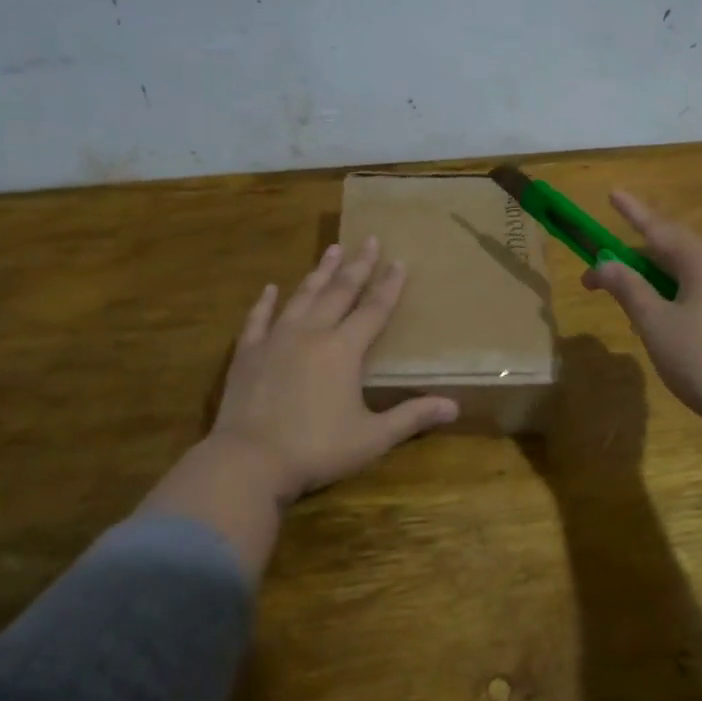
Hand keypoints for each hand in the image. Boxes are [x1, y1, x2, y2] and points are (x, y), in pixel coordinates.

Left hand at [209, 237, 458, 504]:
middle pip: (339, 292)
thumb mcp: (372, 438)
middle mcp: (312, 333)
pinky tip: (271, 288)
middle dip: (358, 266)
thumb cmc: (316, 449)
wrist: (248, 461)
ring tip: (332, 249)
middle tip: (369, 239)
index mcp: (344, 350)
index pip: (374, 310)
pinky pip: (258, 319)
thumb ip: (411, 417)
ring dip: (319, 272)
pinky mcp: (247, 353)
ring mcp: (276, 340)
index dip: (389, 286)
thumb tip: (454, 407)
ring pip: (302, 296)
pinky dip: (266, 302)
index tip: (399, 261)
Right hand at [582, 190, 701, 447]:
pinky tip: (667, 323)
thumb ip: (628, 288)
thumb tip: (605, 264)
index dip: (632, 211)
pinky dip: (678, 297)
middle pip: (673, 250)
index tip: (612, 192)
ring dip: (655, 283)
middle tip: (600, 278)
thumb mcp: (655, 324)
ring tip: (630, 308)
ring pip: (689, 274)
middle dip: (634, 261)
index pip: (658, 227)